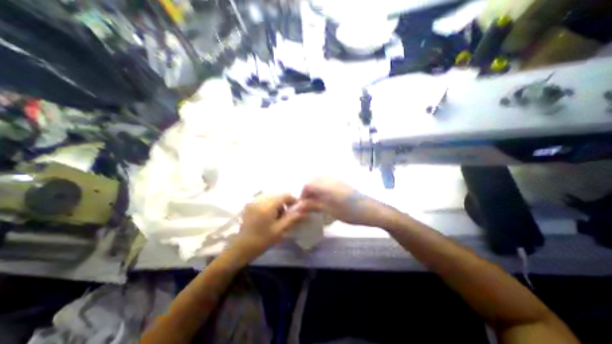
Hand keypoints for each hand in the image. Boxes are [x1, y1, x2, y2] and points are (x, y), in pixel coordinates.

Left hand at [227, 194, 308, 265]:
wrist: (241, 248)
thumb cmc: (261, 240)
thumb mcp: (279, 230)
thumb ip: (291, 218)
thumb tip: (303, 212)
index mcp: (267, 206)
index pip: (284, 195)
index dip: (293, 200)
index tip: (297, 208)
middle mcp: (260, 200)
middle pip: (278, 195)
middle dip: (285, 202)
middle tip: (287, 214)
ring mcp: (253, 202)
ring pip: (271, 196)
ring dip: (277, 203)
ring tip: (278, 216)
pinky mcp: (249, 205)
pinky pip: (264, 199)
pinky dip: (270, 204)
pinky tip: (269, 215)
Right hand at [300, 178, 388, 227]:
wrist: (372, 211)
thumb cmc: (350, 212)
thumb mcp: (330, 210)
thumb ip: (314, 206)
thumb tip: (299, 207)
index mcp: (326, 185)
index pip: (308, 185)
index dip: (303, 195)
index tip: (302, 206)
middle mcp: (330, 179)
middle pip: (313, 181)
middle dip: (308, 192)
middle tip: (309, 205)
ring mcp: (337, 180)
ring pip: (320, 182)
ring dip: (315, 191)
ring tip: (317, 203)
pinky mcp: (342, 183)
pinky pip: (327, 183)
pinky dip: (322, 190)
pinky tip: (326, 199)